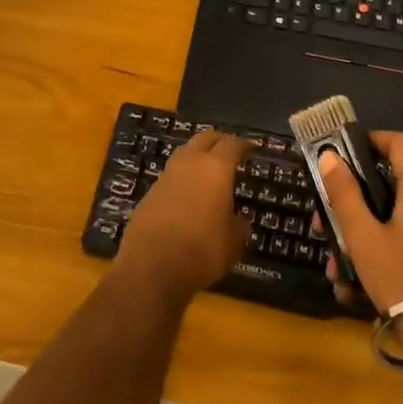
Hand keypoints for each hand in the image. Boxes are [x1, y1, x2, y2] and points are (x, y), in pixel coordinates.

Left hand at [115, 130, 249, 302]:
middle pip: (205, 138)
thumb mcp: (233, 243)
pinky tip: (189, 194)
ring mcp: (166, 175)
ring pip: (185, 153)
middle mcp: (189, 163)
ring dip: (198, 156)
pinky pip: (172, 175)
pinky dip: (183, 178)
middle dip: (219, 141)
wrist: (151, 265)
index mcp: (215, 168)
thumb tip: (239, 219)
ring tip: (209, 171)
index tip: (252, 148)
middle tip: (231, 150)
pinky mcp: (150, 191)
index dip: (244, 145)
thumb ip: (239, 226)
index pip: (232, 145)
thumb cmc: (202, 250)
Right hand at [317, 130, 402, 315]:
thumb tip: (330, 156)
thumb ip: (344, 194)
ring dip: (355, 233)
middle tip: (323, 216)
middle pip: (387, 183)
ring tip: (332, 262)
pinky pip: (397, 241)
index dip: (371, 139)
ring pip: (387, 217)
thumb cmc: (400, 277)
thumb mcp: (362, 235)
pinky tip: (350, 285)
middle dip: (350, 198)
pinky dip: (372, 252)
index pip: (400, 144)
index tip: (342, 151)